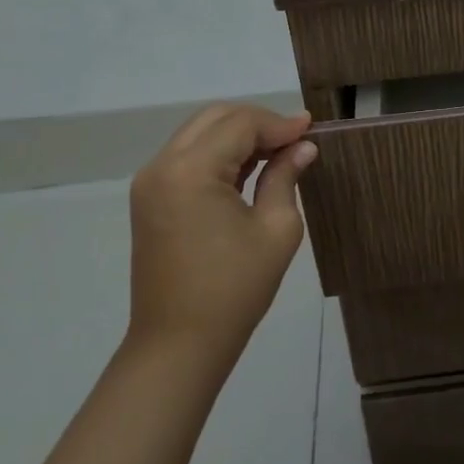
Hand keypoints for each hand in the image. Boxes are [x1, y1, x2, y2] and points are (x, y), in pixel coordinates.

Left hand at [125, 103, 317, 368]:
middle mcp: (162, 166)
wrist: (178, 345)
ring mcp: (151, 183)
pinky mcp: (150, 199)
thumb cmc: (234, 289)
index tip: (312, 129)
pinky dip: (219, 152)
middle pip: (215, 118)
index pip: (241, 125)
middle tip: (295, 137)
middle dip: (258, 121)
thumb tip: (303, 147)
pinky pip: (188, 156)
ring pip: (199, 132)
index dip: (280, 123)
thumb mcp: (276, 229)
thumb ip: (285, 177)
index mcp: (191, 171)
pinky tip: (250, 166)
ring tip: (278, 150)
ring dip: (238, 134)